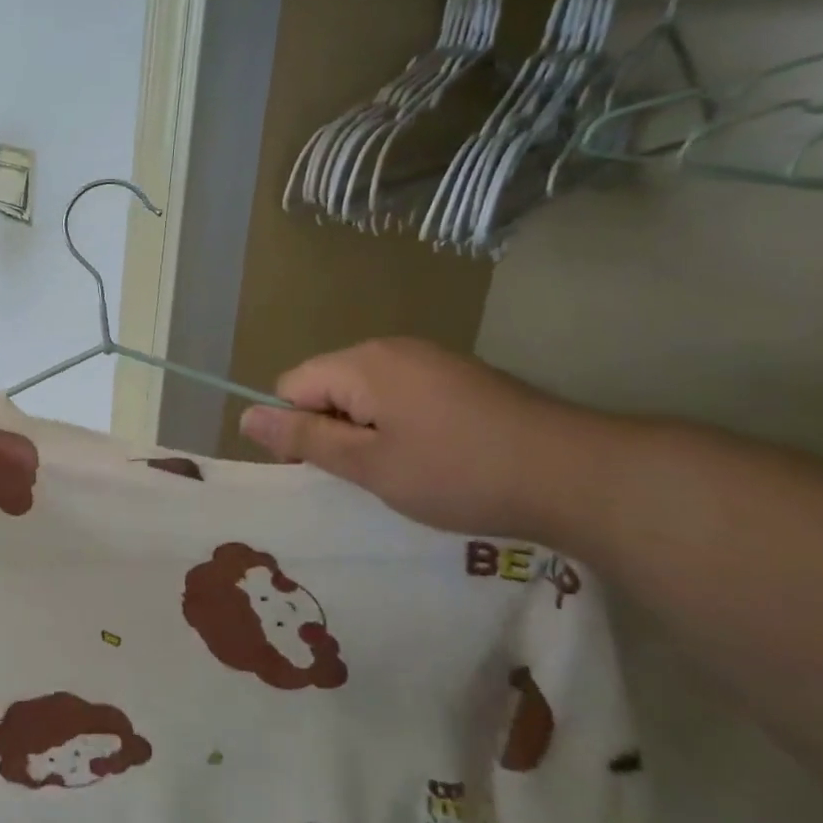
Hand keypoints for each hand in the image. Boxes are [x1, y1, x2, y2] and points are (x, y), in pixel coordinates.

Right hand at [238, 338, 611, 540]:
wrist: (578, 474)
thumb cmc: (458, 473)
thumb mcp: (369, 464)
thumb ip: (304, 437)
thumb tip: (245, 415)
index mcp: (361, 363)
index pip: (291, 386)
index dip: (295, 429)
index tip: (326, 471)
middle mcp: (391, 348)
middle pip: (327, 384)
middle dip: (333, 428)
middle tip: (368, 475)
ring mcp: (430, 359)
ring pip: (365, 392)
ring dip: (368, 429)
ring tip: (404, 470)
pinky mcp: (459, 376)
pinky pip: (402, 394)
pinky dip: (401, 424)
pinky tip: (436, 457)